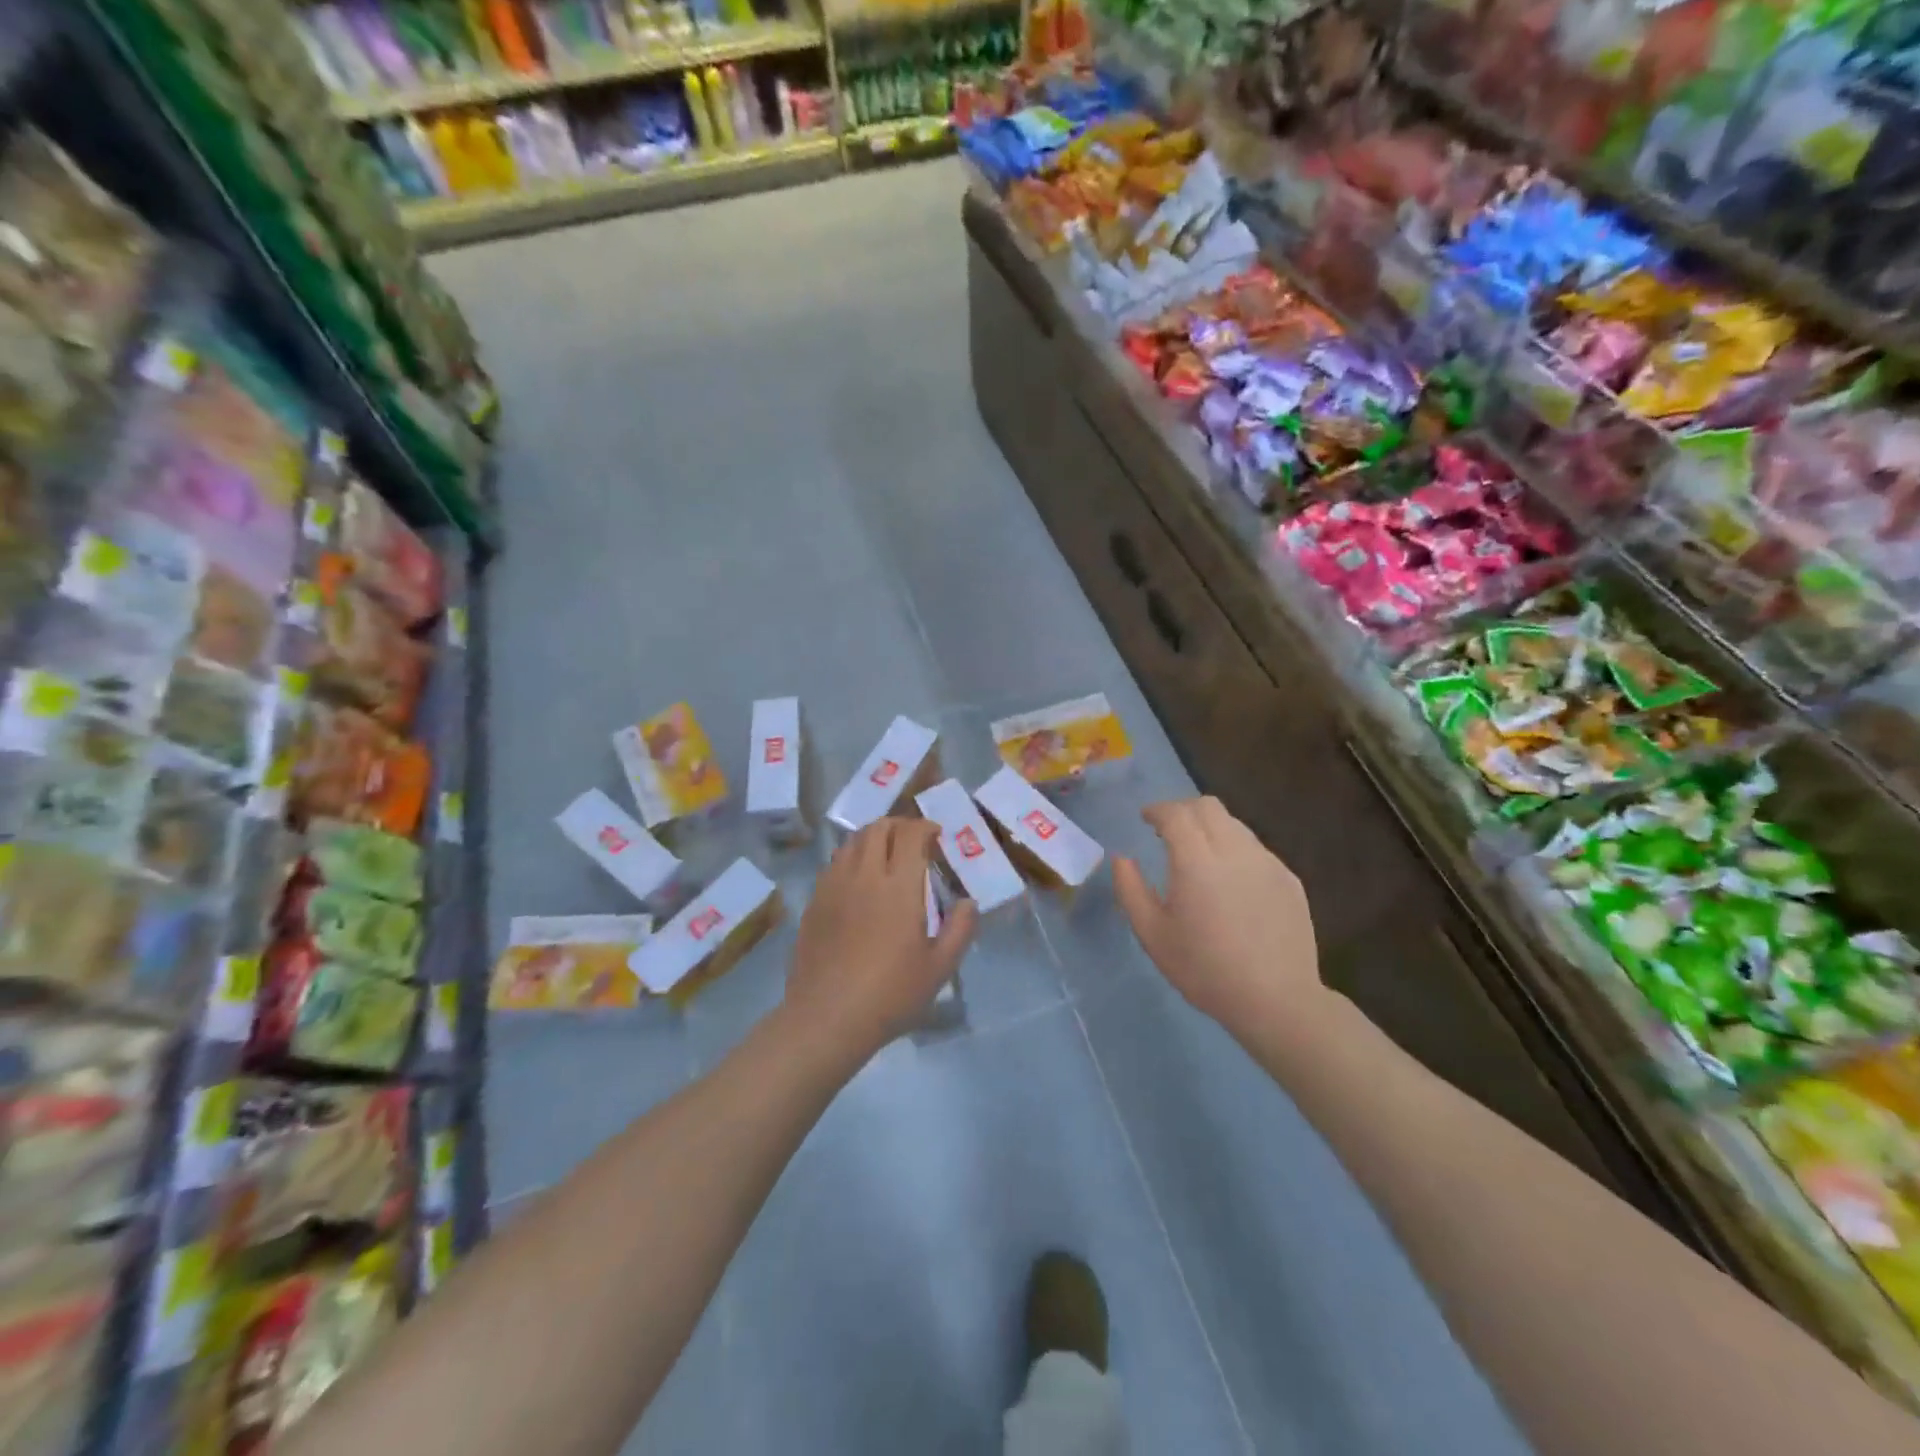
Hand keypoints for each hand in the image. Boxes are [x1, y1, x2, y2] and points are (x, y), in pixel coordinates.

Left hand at [785, 818, 977, 1060]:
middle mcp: (864, 875)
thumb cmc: (890, 994)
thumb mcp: (939, 968)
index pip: (911, 834)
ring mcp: (834, 886)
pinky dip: (851, 858)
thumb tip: (969, 902)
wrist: (827, 1018)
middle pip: (878, 828)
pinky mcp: (814, 902)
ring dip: (873, 838)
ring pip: (852, 841)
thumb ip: (960, 929)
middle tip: (913, 841)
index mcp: (898, 886)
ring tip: (885, 856)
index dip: (925, 827)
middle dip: (899, 825)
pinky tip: (858, 881)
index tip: (937, 836)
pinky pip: (834, 864)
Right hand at [1113, 797, 1322, 1032]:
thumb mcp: (1153, 935)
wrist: (1276, 1000)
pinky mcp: (1289, 879)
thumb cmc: (1205, 970)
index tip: (1145, 818)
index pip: (1176, 814)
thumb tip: (1121, 858)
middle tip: (1168, 830)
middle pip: (1208, 807)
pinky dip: (1234, 850)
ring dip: (1210, 828)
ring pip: (1234, 825)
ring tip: (1199, 855)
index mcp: (1197, 862)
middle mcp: (1235, 851)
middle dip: (1183, 809)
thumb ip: (1130, 890)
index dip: (1157, 810)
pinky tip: (1230, 882)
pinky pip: (1255, 849)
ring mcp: (1267, 863)